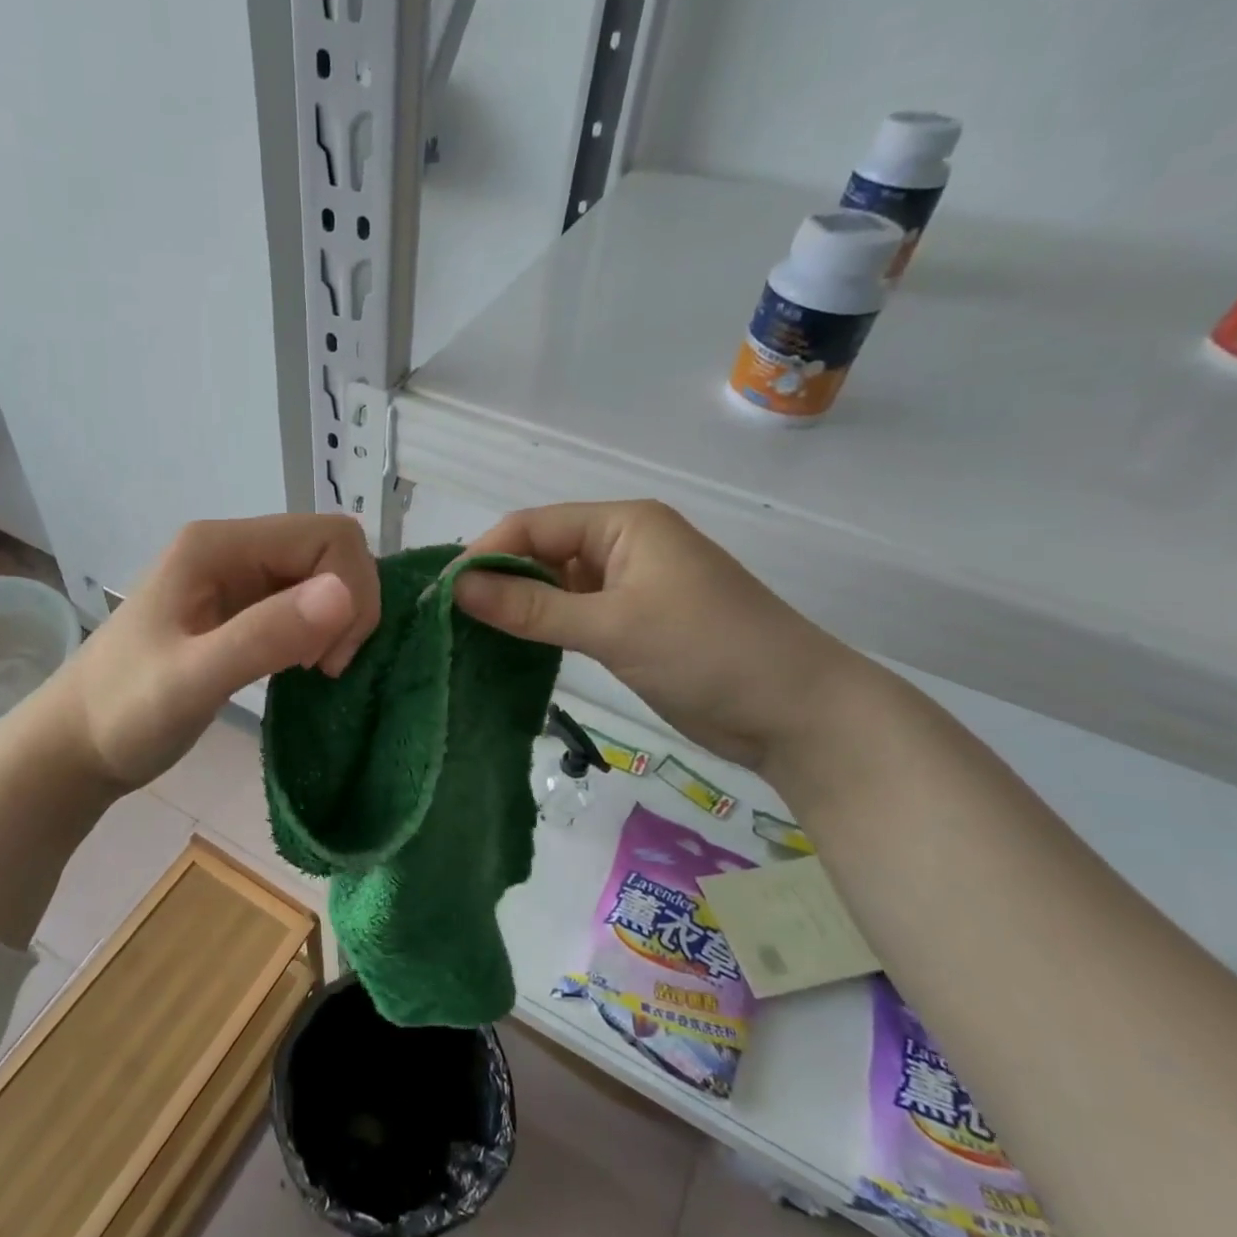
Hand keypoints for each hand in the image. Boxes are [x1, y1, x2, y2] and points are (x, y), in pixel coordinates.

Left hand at [46, 514, 380, 788]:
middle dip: (348, 607)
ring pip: (324, 577)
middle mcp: (234, 549)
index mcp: (220, 545)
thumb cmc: (124, 712)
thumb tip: (345, 592)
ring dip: (338, 622)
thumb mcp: (192, 679)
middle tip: (323, 666)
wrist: (77, 745)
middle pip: (332, 551)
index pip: (328, 536)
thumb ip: (264, 634)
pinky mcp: (243, 608)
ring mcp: (238, 577)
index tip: (325, 658)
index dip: (348, 592)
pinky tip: (303, 667)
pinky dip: (321, 632)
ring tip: (313, 670)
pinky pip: (306, 603)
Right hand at [452, 500, 860, 770]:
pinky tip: (510, 649)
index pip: (534, 526)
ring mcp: (629, 587)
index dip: (485, 553)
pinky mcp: (633, 624)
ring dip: (517, 608)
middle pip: (541, 552)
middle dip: (496, 580)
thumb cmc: (707, 652)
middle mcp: (623, 545)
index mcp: (623, 524)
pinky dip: (543, 629)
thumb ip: (531, 607)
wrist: (796, 713)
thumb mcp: (612, 626)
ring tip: (467, 636)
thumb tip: (456, 587)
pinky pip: (573, 616)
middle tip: (447, 620)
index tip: (441, 594)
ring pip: (554, 587)